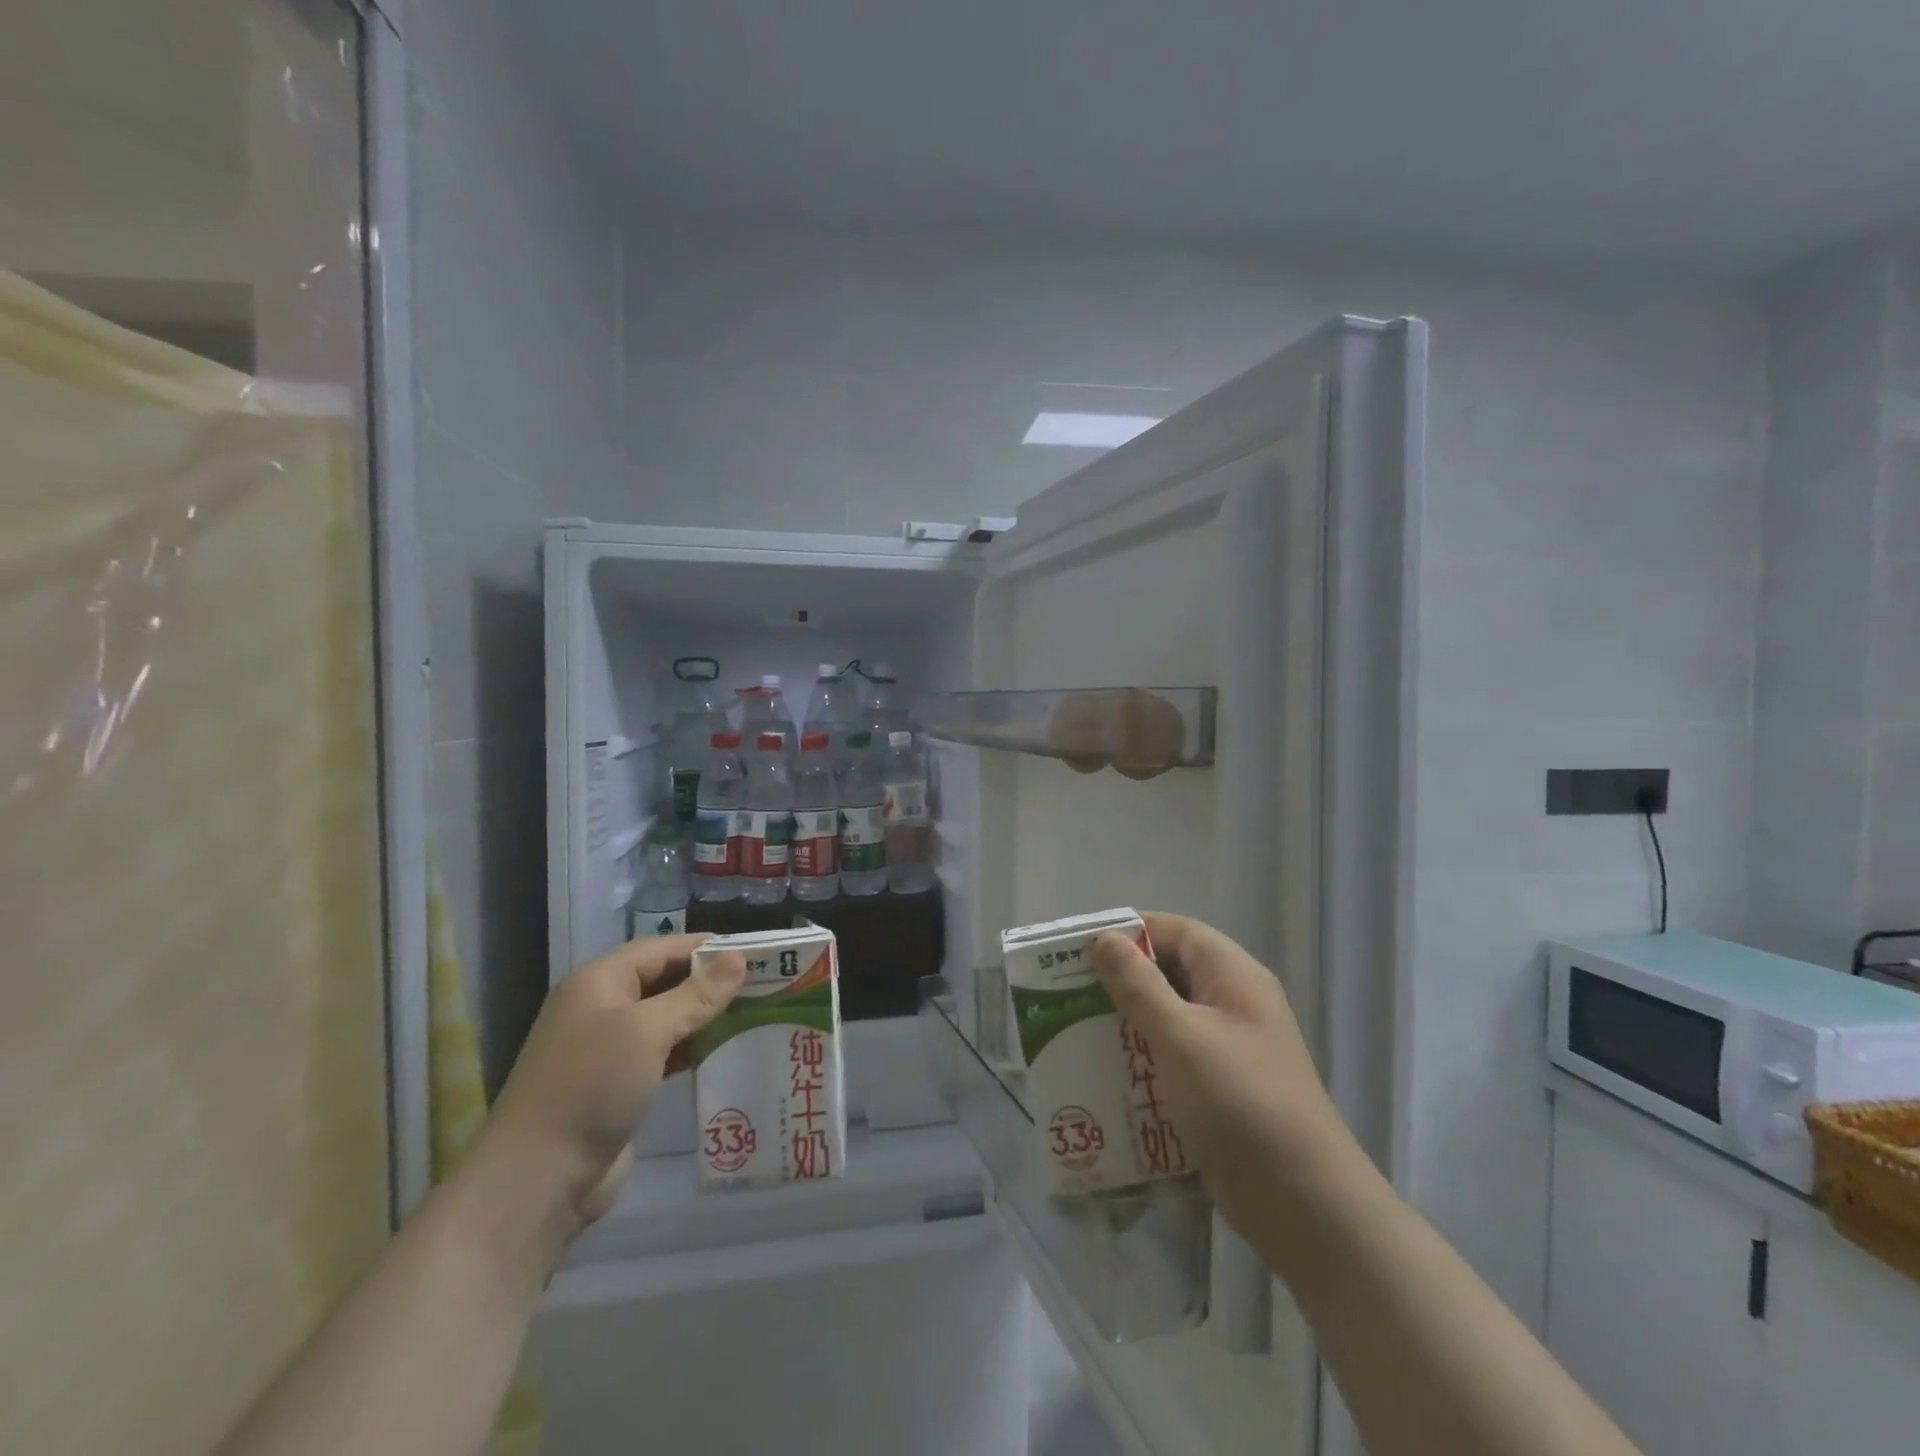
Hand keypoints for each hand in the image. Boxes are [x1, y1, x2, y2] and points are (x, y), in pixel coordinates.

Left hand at [473, 934, 745, 1235]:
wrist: (538, 1179)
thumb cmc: (592, 1086)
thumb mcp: (647, 1031)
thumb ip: (696, 994)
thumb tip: (738, 959)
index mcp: (600, 982)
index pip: (662, 948)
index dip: (707, 947)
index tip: (755, 952)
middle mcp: (602, 1007)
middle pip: (665, 980)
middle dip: (710, 981)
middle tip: (762, 982)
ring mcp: (608, 1049)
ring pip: (666, 1018)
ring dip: (704, 1016)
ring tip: (754, 1012)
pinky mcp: (618, 1084)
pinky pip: (663, 1053)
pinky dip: (692, 1048)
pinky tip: (725, 1051)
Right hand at [1091, 913, 1360, 1227]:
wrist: (1305, 1205)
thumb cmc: (1240, 1103)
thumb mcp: (1181, 1036)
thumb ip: (1139, 985)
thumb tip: (1104, 939)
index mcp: (1233, 976)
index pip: (1176, 931)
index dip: (1130, 931)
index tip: (1081, 948)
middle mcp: (1234, 1003)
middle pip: (1171, 971)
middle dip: (1122, 979)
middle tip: (1069, 991)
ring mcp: (1231, 1048)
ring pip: (1170, 1016)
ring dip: (1128, 1021)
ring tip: (1077, 1030)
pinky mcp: (1222, 1088)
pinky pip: (1175, 1056)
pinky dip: (1143, 1058)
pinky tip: (1106, 1074)